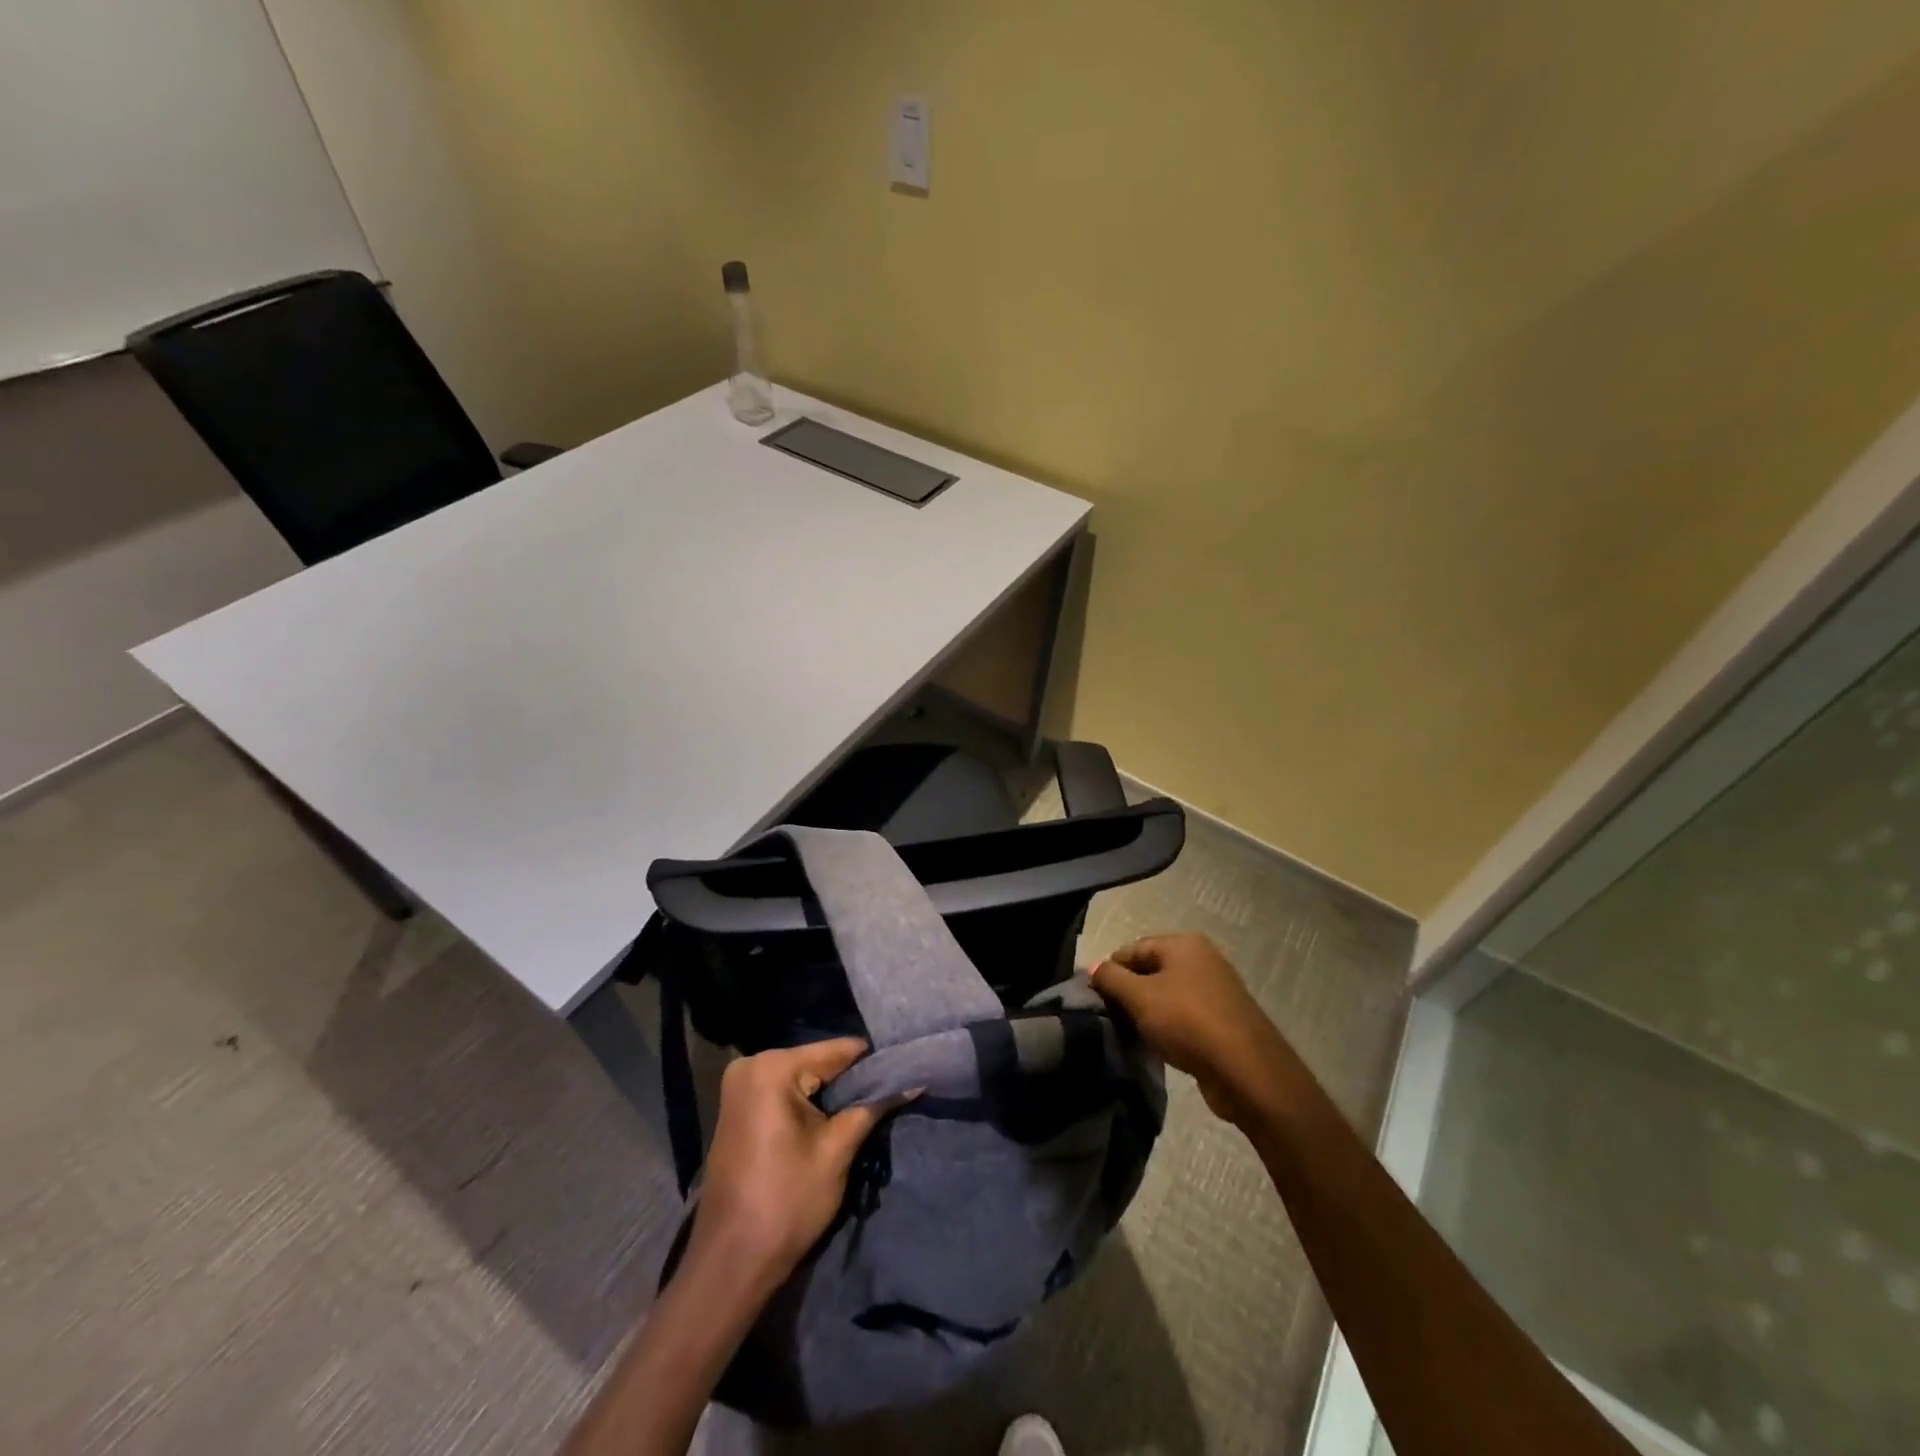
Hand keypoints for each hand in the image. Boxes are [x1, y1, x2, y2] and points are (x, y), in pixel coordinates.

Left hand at [687, 1039, 901, 1293]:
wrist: (730, 1264)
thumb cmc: (786, 1203)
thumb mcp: (837, 1151)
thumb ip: (873, 1107)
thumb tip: (913, 1080)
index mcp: (773, 1068)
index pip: (838, 1051)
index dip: (875, 1063)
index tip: (906, 1072)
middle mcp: (752, 1065)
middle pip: (819, 1062)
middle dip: (853, 1081)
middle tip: (889, 1096)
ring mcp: (740, 1086)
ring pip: (804, 1078)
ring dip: (833, 1094)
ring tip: (869, 1108)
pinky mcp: (738, 1108)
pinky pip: (785, 1092)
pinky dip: (809, 1104)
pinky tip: (833, 1121)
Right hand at [1091, 933, 1295, 1123]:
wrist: (1247, 1071)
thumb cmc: (1188, 1022)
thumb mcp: (1139, 997)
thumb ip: (1111, 979)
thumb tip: (1094, 968)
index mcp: (1183, 944)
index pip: (1133, 949)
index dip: (1110, 970)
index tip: (1094, 998)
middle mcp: (1202, 959)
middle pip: (1151, 970)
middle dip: (1129, 992)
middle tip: (1110, 1018)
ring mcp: (1217, 989)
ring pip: (1168, 995)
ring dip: (1148, 1013)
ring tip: (1131, 1034)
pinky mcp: (1224, 1020)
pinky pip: (1185, 1016)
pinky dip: (1169, 1027)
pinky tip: (1158, 1046)